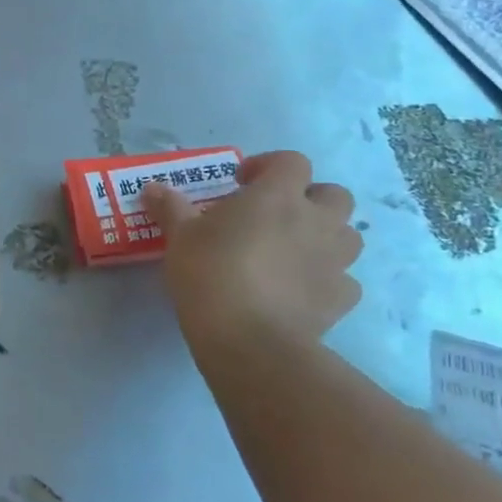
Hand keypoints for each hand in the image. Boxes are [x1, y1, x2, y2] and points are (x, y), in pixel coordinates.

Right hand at [145, 150, 362, 366]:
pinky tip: (301, 289)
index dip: (269, 165)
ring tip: (292, 251)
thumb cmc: (211, 272)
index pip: (292, 161)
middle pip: (335, 195)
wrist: (249, 340)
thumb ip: (170, 207)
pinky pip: (344, 280)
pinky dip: (328, 279)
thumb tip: (152, 188)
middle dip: (310, 199)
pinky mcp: (341, 299)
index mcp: (278, 196)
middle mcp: (315, 221)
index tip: (242, 182)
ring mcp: (335, 261)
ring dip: (326, 236)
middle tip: (276, 215)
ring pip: (349, 235)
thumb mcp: (180, 236)